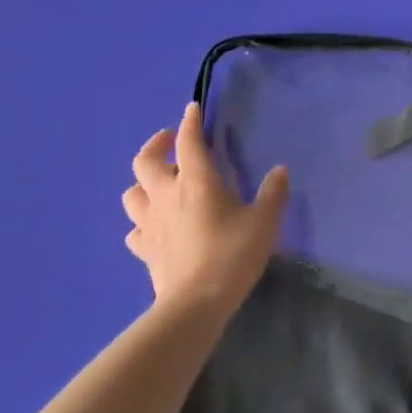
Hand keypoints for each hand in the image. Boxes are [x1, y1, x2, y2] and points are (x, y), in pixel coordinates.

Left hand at [122, 102, 288, 321]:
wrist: (195, 303)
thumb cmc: (232, 255)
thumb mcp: (264, 223)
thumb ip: (272, 194)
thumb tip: (279, 171)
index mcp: (196, 182)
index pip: (188, 141)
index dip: (190, 122)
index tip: (192, 109)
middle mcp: (166, 195)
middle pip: (145, 161)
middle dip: (156, 145)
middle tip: (169, 141)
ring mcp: (150, 223)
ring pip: (131, 193)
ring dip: (142, 183)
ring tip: (159, 183)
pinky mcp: (144, 249)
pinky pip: (135, 229)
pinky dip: (142, 221)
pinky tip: (154, 226)